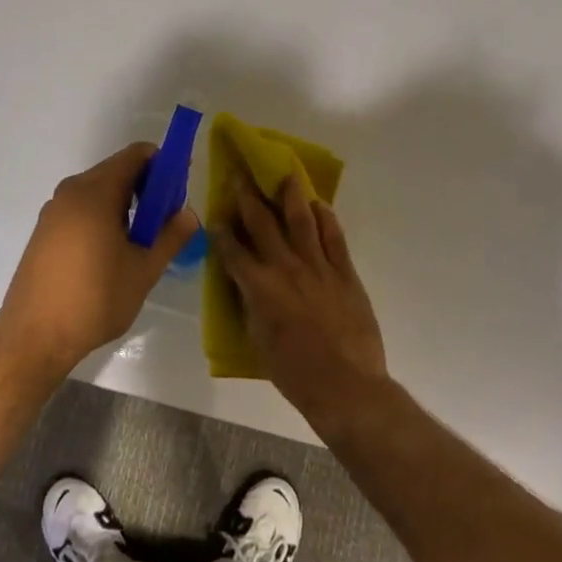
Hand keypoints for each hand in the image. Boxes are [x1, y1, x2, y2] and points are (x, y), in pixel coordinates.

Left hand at [0, 143, 199, 373]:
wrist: (34, 336)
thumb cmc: (94, 300)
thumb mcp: (143, 270)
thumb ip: (170, 236)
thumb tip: (189, 214)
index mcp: (95, 192)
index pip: (137, 155)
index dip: (164, 165)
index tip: (180, 192)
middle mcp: (71, 192)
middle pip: (117, 171)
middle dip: (147, 189)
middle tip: (166, 222)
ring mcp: (53, 211)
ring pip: (99, 192)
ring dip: (126, 206)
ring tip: (142, 243)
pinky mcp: (44, 231)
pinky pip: (82, 210)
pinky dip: (104, 217)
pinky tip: (112, 253)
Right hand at [213, 173, 390, 436]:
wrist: (346, 386)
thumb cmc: (294, 373)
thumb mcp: (257, 340)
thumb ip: (250, 305)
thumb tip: (245, 284)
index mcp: (258, 287)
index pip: (232, 251)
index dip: (221, 231)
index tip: (216, 215)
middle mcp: (285, 268)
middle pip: (263, 224)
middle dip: (248, 197)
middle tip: (241, 174)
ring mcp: (318, 267)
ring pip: (302, 221)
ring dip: (291, 196)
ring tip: (287, 174)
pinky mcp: (345, 273)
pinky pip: (334, 238)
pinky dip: (326, 219)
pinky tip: (320, 205)